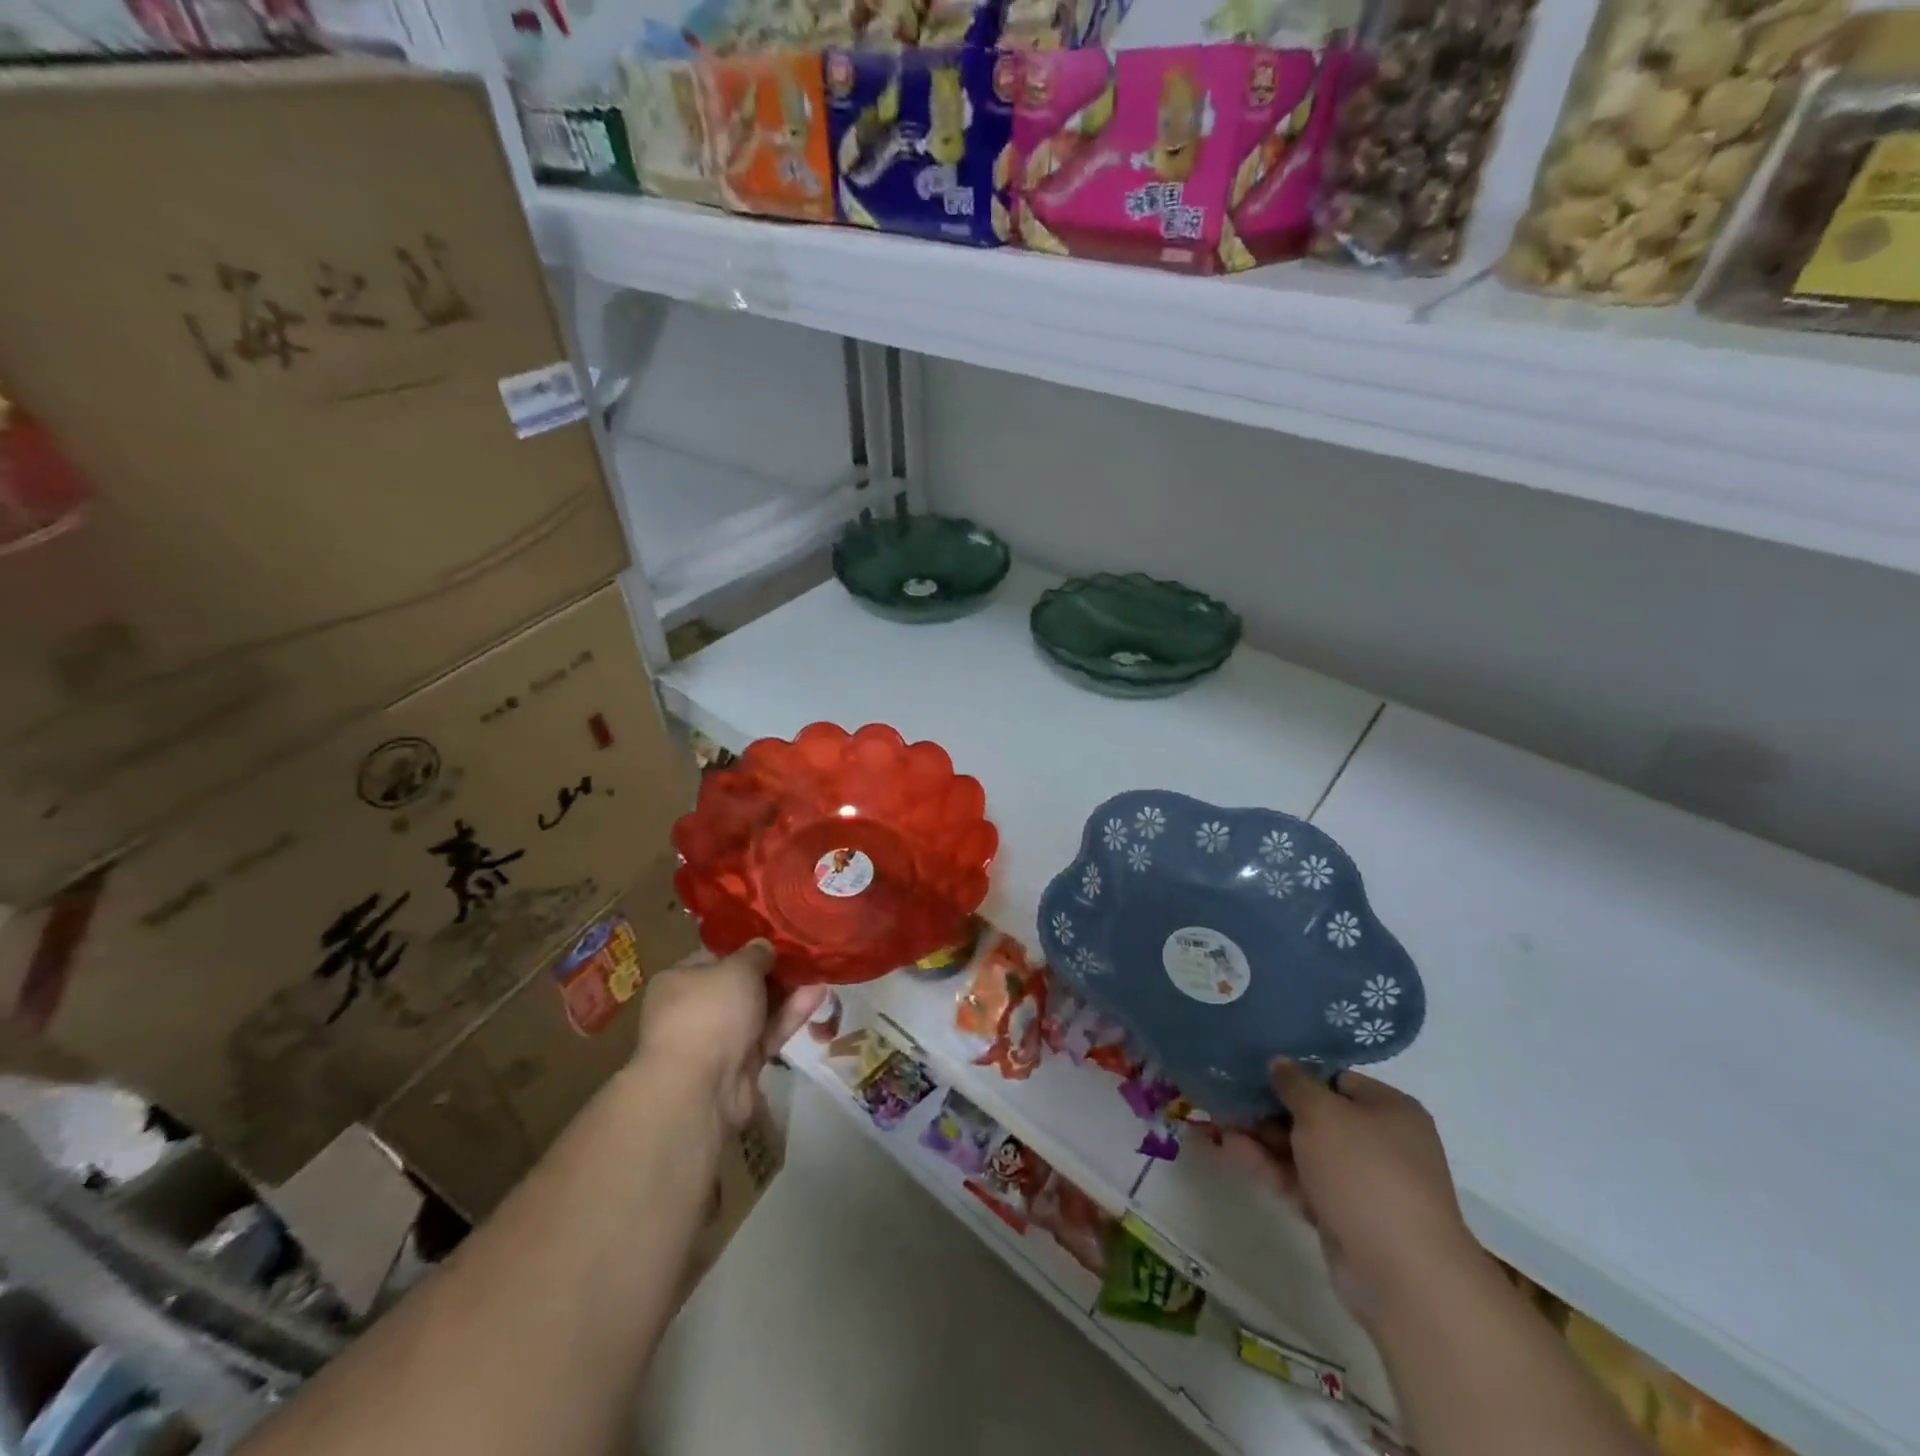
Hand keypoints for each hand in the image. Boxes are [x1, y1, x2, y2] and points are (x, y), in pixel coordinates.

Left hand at [635, 941, 825, 1131]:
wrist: (700, 1090)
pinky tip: (818, 995)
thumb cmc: (710, 1013)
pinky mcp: (741, 1065)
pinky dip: (790, 1016)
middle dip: (772, 972)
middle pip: (739, 985)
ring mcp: (718, 1040)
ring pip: (757, 1010)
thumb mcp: (737, 968)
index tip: (777, 939)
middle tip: (804, 956)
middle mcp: (694, 1009)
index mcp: (679, 981)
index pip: (715, 957)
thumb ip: (755, 954)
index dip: (746, 947)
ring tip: (819, 972)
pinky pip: (768, 1033)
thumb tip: (763, 947)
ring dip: (787, 993)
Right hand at [1224, 1060, 1482, 1332]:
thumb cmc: (1366, 1173)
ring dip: (1262, 1138)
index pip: (1336, 1079)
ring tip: (1218, 1122)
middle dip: (1270, 1109)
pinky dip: (1268, 1167)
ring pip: (1303, 1150)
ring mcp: (1361, 1183)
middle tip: (1229, 1097)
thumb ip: (1295, 1084)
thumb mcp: (1323, 1113)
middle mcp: (1379, 1142)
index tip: (1256, 1070)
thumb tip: (1280, 1063)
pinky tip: (1229, 1151)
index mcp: (1389, 1110)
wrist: (1401, 1274)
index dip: (1296, 1074)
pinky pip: (1300, 1181)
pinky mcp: (1342, 1216)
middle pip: (1315, 1115)